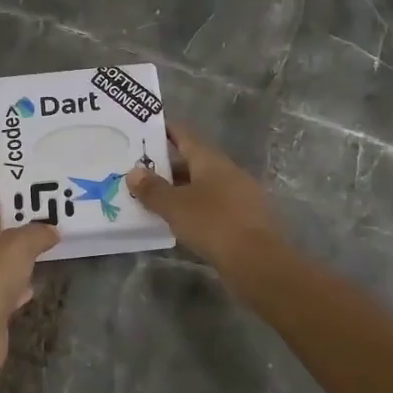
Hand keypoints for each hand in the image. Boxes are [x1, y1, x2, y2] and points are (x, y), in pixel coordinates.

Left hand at [0, 186, 58, 370]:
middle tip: (55, 211)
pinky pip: (7, 285)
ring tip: (54, 241)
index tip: (40, 181)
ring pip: (4, 257)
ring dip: (25, 252)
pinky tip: (37, 282)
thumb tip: (52, 230)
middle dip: (25, 220)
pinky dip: (21, 283)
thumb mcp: (19, 245)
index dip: (13, 187)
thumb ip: (38, 232)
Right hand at [127, 121, 282, 270]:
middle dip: (168, 165)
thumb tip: (134, 172)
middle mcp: (228, 171)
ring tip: (155, 197)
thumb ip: (152, 189)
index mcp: (211, 160)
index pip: (185, 135)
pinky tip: (180, 220)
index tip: (145, 130)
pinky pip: (213, 204)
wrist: (258, 261)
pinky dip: (195, 207)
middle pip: (194, 161)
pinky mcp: (245, 218)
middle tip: (140, 171)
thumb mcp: (175, 206)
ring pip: (204, 184)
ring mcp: (240, 194)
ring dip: (181, 189)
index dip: (165, 130)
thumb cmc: (213, 223)